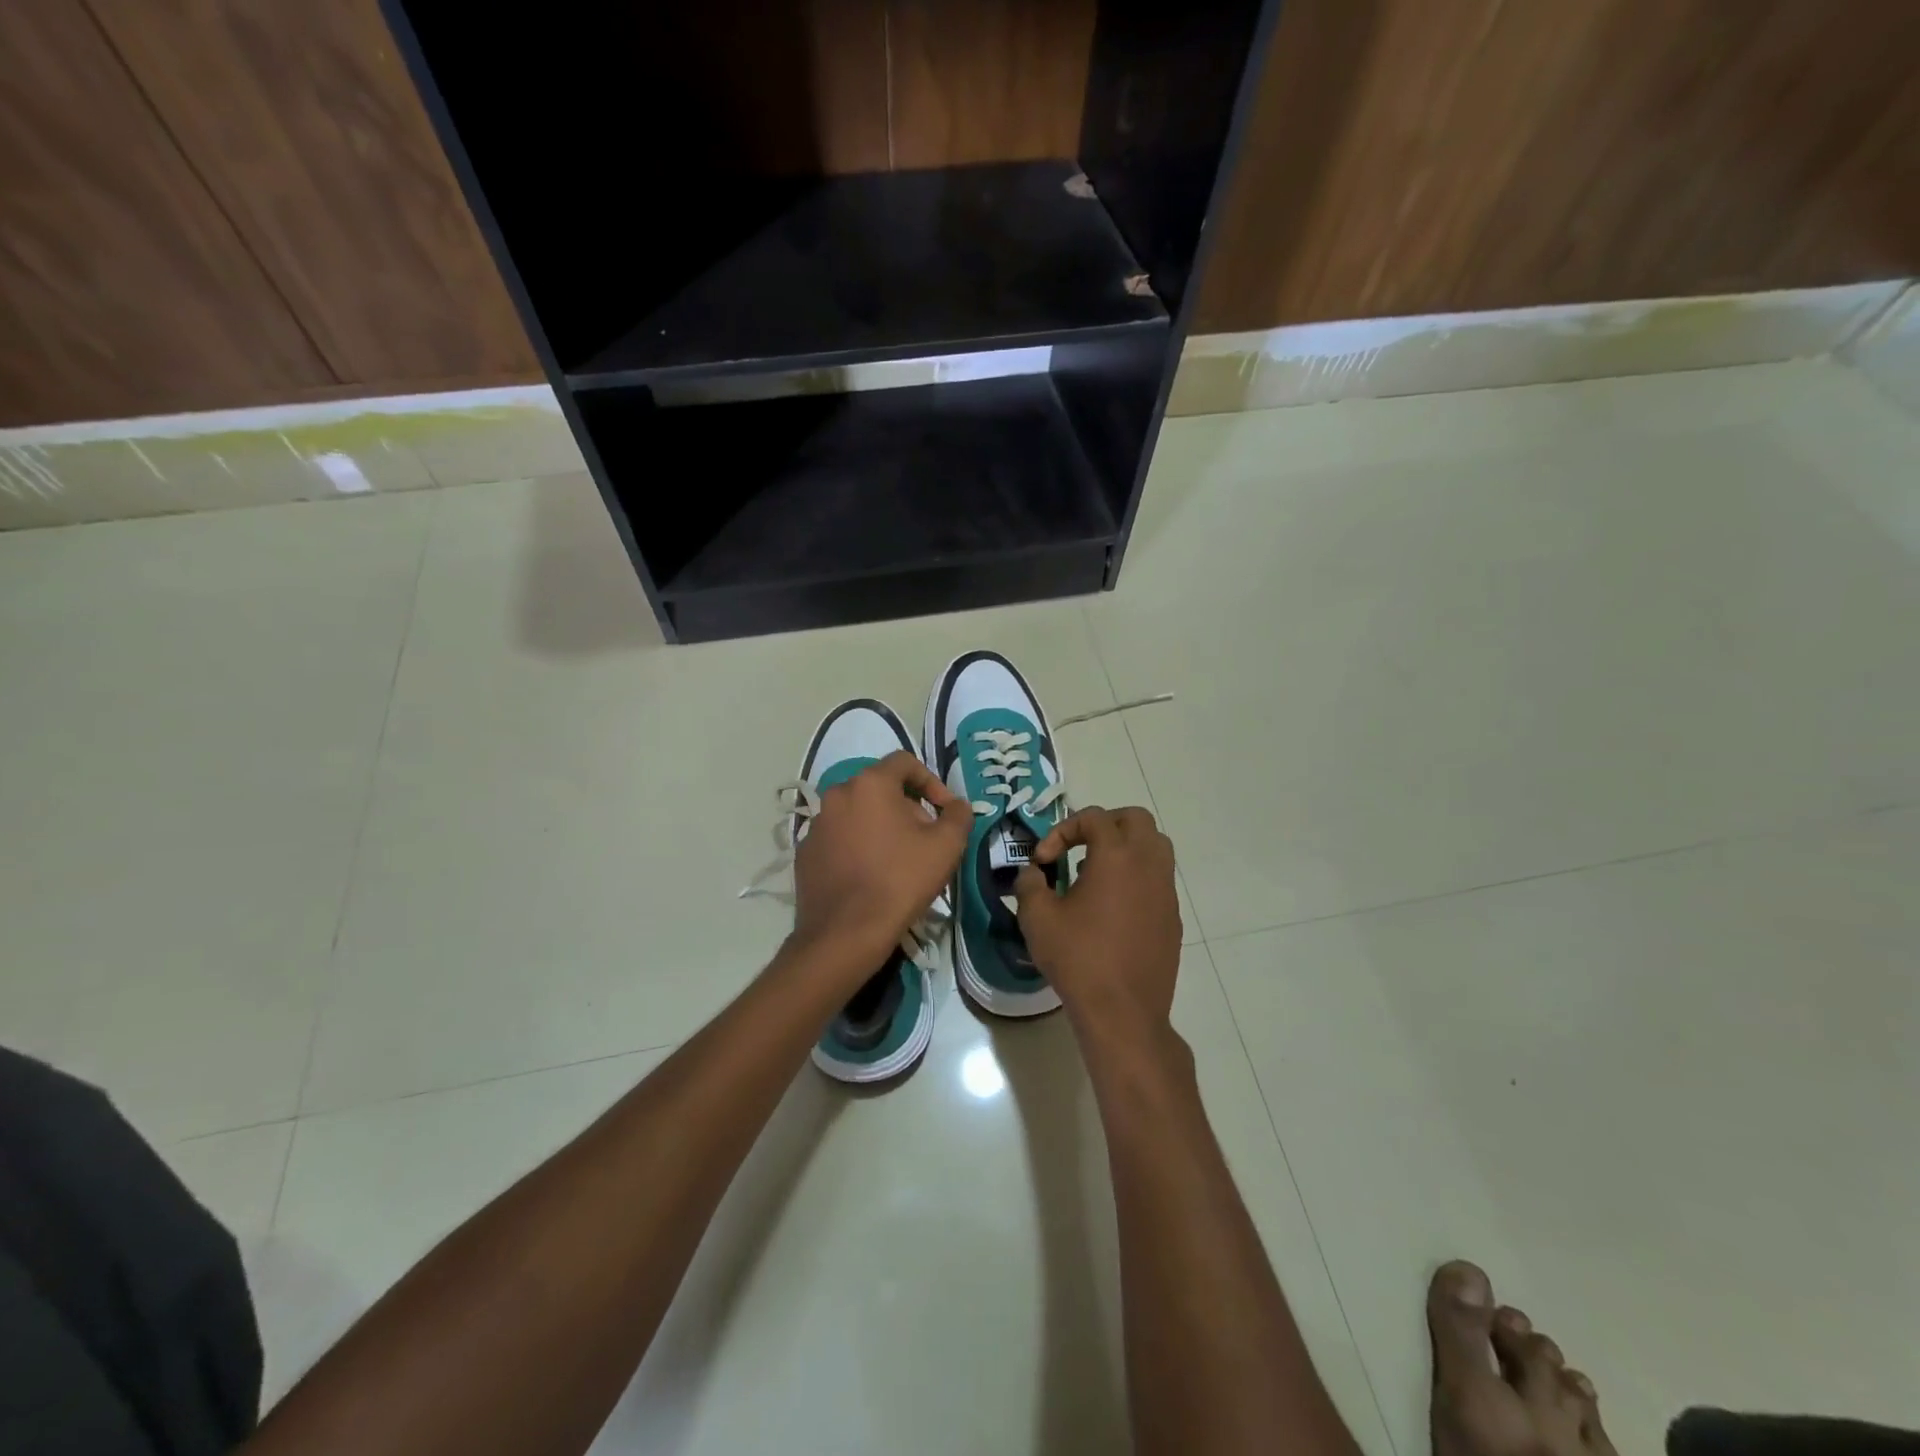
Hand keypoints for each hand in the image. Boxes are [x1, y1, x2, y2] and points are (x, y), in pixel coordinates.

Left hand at [791, 751, 971, 980]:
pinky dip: (857, 846)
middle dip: (907, 806)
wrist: (846, 933)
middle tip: (925, 838)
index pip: (904, 762)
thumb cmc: (900, 880)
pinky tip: (870, 875)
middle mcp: (837, 794)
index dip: (931, 781)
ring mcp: (816, 824)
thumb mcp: (946, 846)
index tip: (944, 809)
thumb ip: (958, 815)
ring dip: (880, 826)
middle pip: (880, 788)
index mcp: (869, 784)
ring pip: (857, 813)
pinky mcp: (805, 853)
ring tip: (899, 858)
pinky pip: (838, 838)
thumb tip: (958, 805)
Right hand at [1014, 806, 1181, 1051]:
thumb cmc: (1078, 958)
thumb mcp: (1038, 918)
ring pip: (1155, 846)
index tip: (1044, 860)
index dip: (1063, 830)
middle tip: (1079, 847)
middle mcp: (1148, 864)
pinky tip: (1113, 909)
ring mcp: (1166, 891)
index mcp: (1116, 856)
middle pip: (1136, 819)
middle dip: (1105, 825)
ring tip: (1096, 875)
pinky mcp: (1173, 917)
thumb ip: (1029, 884)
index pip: (1094, 817)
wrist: (1123, 1012)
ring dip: (1126, 848)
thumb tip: (1032, 873)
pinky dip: (1137, 878)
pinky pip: (1158, 880)